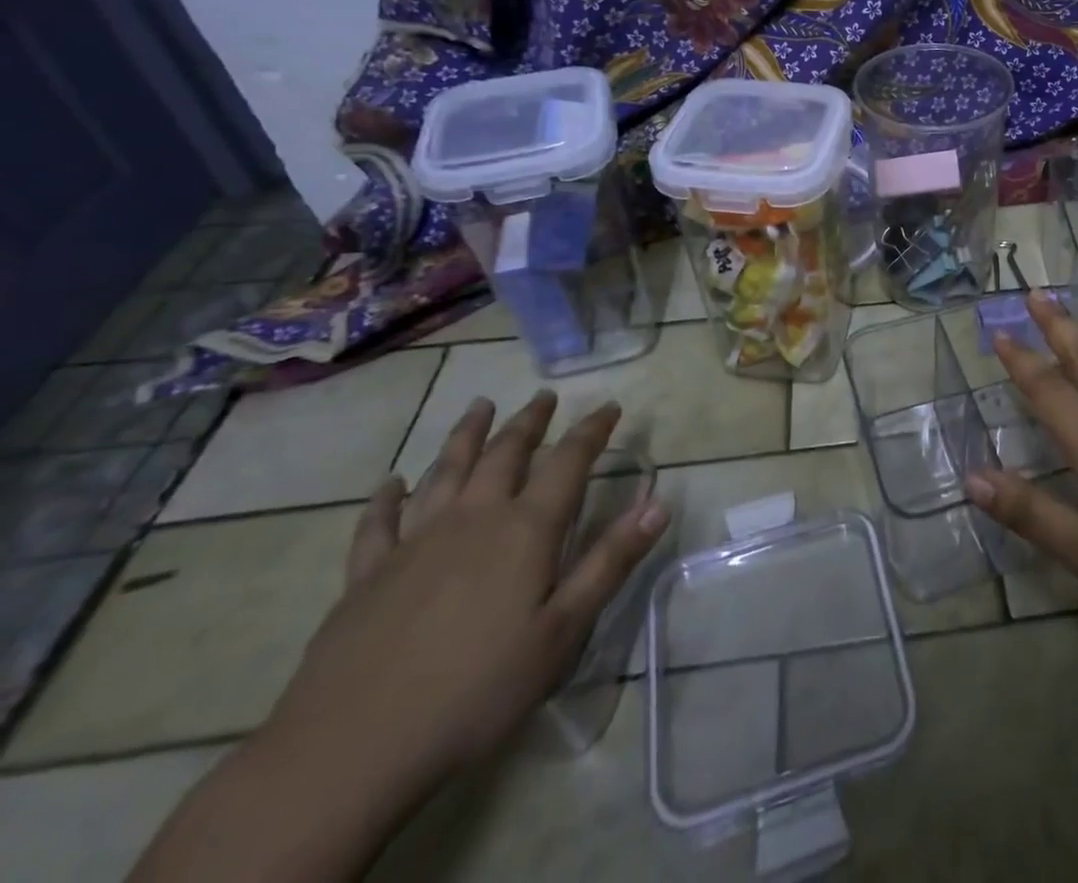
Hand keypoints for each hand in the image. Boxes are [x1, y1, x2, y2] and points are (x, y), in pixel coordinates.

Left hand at [262, 392, 669, 801]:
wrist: (350, 751)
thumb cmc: (477, 691)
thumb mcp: (562, 632)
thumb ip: (610, 562)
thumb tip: (658, 503)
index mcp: (525, 530)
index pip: (568, 462)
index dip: (592, 431)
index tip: (609, 406)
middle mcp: (472, 519)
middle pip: (505, 454)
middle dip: (529, 422)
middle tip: (543, 397)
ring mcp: (414, 543)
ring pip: (445, 471)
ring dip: (466, 435)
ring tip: (479, 406)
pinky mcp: (366, 575)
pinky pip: (378, 522)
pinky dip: (387, 497)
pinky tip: (391, 483)